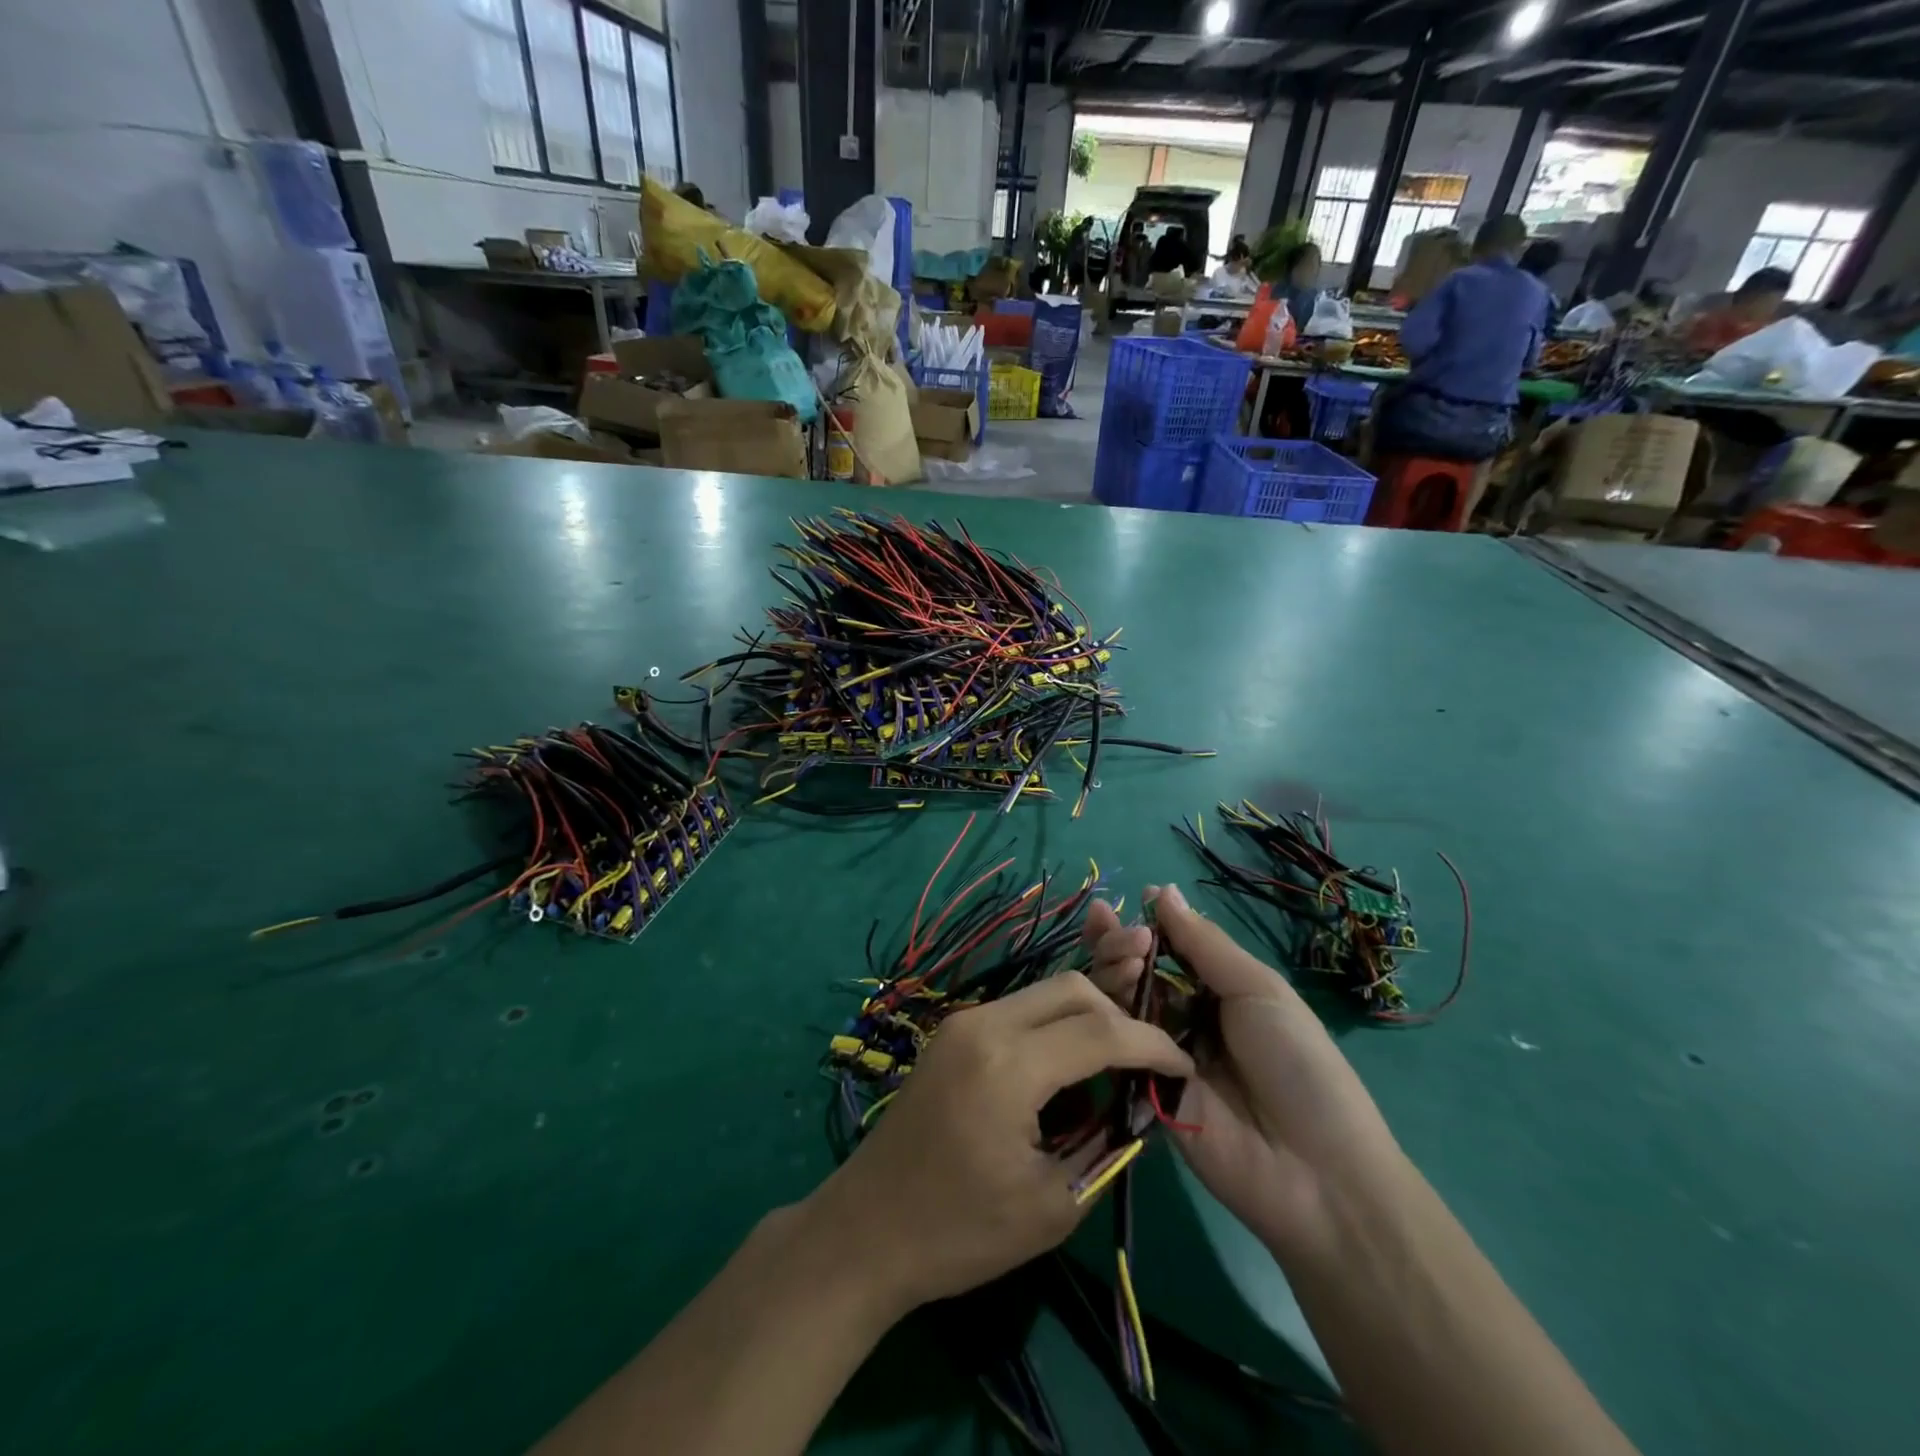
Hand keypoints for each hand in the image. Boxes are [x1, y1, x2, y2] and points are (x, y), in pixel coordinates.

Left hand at [803, 972, 1191, 1314]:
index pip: (1100, 1031)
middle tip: (1145, 1061)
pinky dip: (1052, 1028)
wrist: (866, 1230)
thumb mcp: (1052, 1205)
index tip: (1182, 1067)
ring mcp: (962, 1022)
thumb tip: (1133, 1107)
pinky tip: (1064, 1071)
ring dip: (1084, 1018)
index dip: (1150, 1045)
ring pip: (1043, 994)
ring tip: (1110, 1068)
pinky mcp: (951, 1033)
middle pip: (1071, 989)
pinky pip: (1018, 1011)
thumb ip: (1103, 1146)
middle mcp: (984, 1024)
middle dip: (1118, 1016)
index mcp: (1008, 1064)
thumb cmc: (959, 1232)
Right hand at [1082, 885, 1401, 1259]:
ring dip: (1111, 970)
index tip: (1119, 902)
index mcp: (1218, 990)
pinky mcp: (1140, 1088)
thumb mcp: (1259, 989)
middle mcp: (1183, 1016)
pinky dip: (1104, 1017)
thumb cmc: (1298, 1065)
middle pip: (1137, 971)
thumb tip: (1162, 890)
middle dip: (1119, 942)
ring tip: (1119, 955)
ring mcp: (1159, 1052)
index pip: (1169, 948)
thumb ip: (1204, 944)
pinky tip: (1101, 994)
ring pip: (1119, 1002)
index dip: (1144, 925)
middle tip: (1111, 927)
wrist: (1314, 1172)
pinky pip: (1115, 1046)